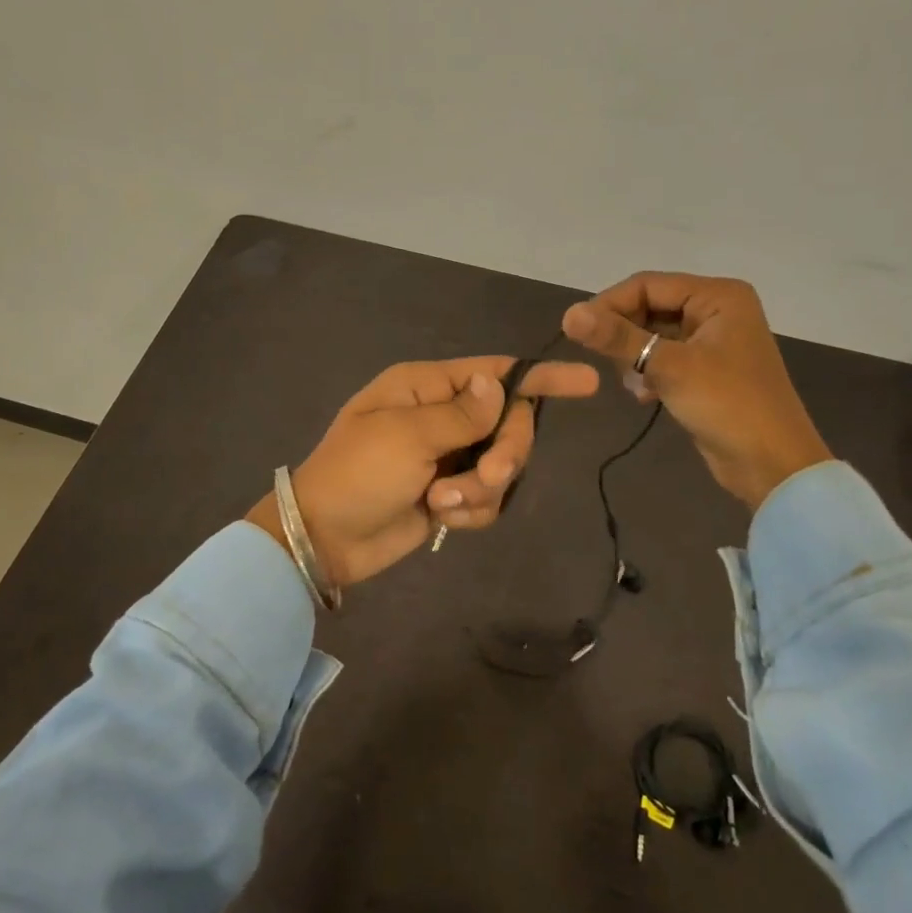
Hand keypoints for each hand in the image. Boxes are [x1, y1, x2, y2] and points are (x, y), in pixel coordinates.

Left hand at [247, 357, 599, 588]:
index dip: (542, 378)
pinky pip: (487, 497)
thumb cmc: (357, 474)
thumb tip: (499, 383)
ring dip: (480, 489)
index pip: (496, 373)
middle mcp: (442, 416)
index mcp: (427, 386)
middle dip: (505, 453)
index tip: (587, 383)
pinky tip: (442, 518)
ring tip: (442, 502)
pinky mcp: (449, 493)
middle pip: (510, 424)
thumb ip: (462, 414)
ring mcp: (447, 456)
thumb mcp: (407, 437)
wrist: (323, 539)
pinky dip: (471, 510)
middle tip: (486, 476)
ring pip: (501, 465)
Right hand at [562, 272, 830, 508]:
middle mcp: (716, 310)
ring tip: (633, 384)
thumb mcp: (670, 367)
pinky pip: (663, 357)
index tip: (576, 331)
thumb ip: (618, 338)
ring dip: (635, 358)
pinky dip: (648, 372)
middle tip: (605, 362)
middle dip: (624, 335)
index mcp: (718, 296)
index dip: (609, 304)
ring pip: (652, 334)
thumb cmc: (728, 406)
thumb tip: (568, 314)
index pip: (647, 284)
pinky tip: (645, 395)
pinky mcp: (705, 369)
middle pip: (649, 307)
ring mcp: (712, 341)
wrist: (773, 466)